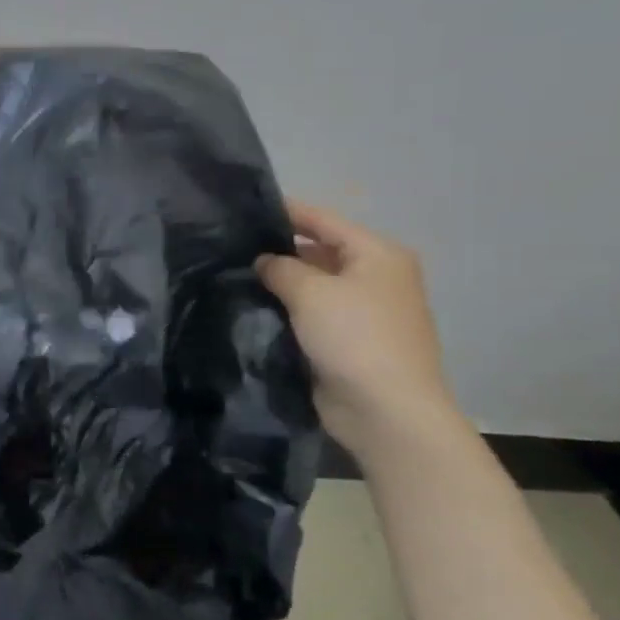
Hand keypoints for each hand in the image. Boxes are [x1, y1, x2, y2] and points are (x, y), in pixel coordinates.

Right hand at [255, 202, 460, 454]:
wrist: (386, 411)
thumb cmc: (354, 337)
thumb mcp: (310, 292)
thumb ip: (280, 267)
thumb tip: (264, 261)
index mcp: (377, 255)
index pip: (324, 220)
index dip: (286, 211)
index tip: (245, 209)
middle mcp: (376, 277)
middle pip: (320, 252)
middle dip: (281, 251)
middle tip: (233, 248)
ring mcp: (365, 312)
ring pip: (315, 286)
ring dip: (283, 285)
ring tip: (236, 276)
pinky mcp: (350, 342)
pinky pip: (314, 316)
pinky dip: (290, 311)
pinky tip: (255, 309)